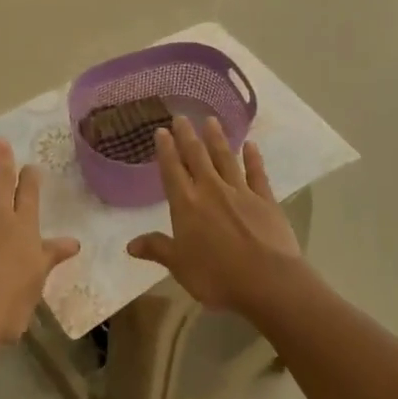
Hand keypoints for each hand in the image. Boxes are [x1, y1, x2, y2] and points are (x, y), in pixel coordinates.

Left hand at [0, 138, 78, 349]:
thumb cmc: (6, 307)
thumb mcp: (36, 283)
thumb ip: (50, 257)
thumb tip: (74, 242)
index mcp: (23, 228)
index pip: (29, 194)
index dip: (30, 178)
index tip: (30, 165)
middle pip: (1, 179)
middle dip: (2, 158)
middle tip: (0, 139)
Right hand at [128, 116, 302, 315]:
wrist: (267, 281)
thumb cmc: (216, 276)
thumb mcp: (180, 266)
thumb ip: (157, 249)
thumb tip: (130, 245)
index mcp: (186, 204)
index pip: (172, 170)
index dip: (166, 150)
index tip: (162, 131)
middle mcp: (211, 189)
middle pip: (197, 156)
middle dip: (187, 136)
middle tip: (181, 116)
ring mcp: (240, 191)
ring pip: (225, 158)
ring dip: (217, 139)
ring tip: (211, 120)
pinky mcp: (265, 199)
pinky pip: (257, 173)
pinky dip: (253, 158)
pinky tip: (251, 145)